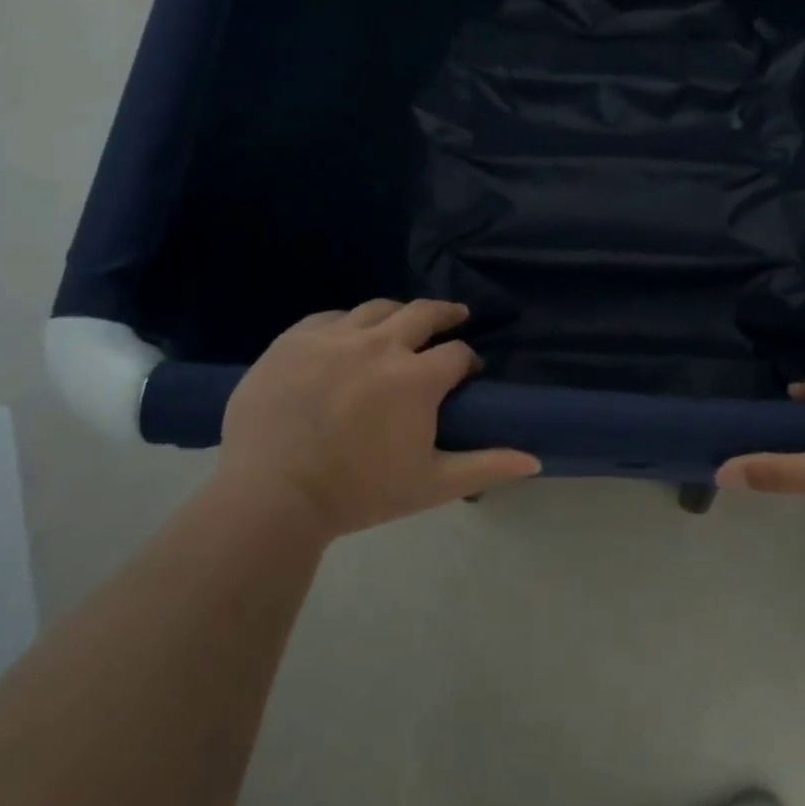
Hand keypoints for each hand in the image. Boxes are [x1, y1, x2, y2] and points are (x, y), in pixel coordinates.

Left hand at [219, 300, 539, 540]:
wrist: (270, 498)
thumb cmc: (358, 493)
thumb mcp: (431, 485)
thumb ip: (486, 466)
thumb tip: (534, 460)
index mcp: (416, 378)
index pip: (458, 353)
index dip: (468, 360)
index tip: (468, 371)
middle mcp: (380, 344)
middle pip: (424, 312)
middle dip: (446, 314)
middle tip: (454, 319)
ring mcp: (333, 338)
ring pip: (377, 308)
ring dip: (398, 314)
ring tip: (401, 325)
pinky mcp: (293, 340)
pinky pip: (330, 317)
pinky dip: (347, 323)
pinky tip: (347, 337)